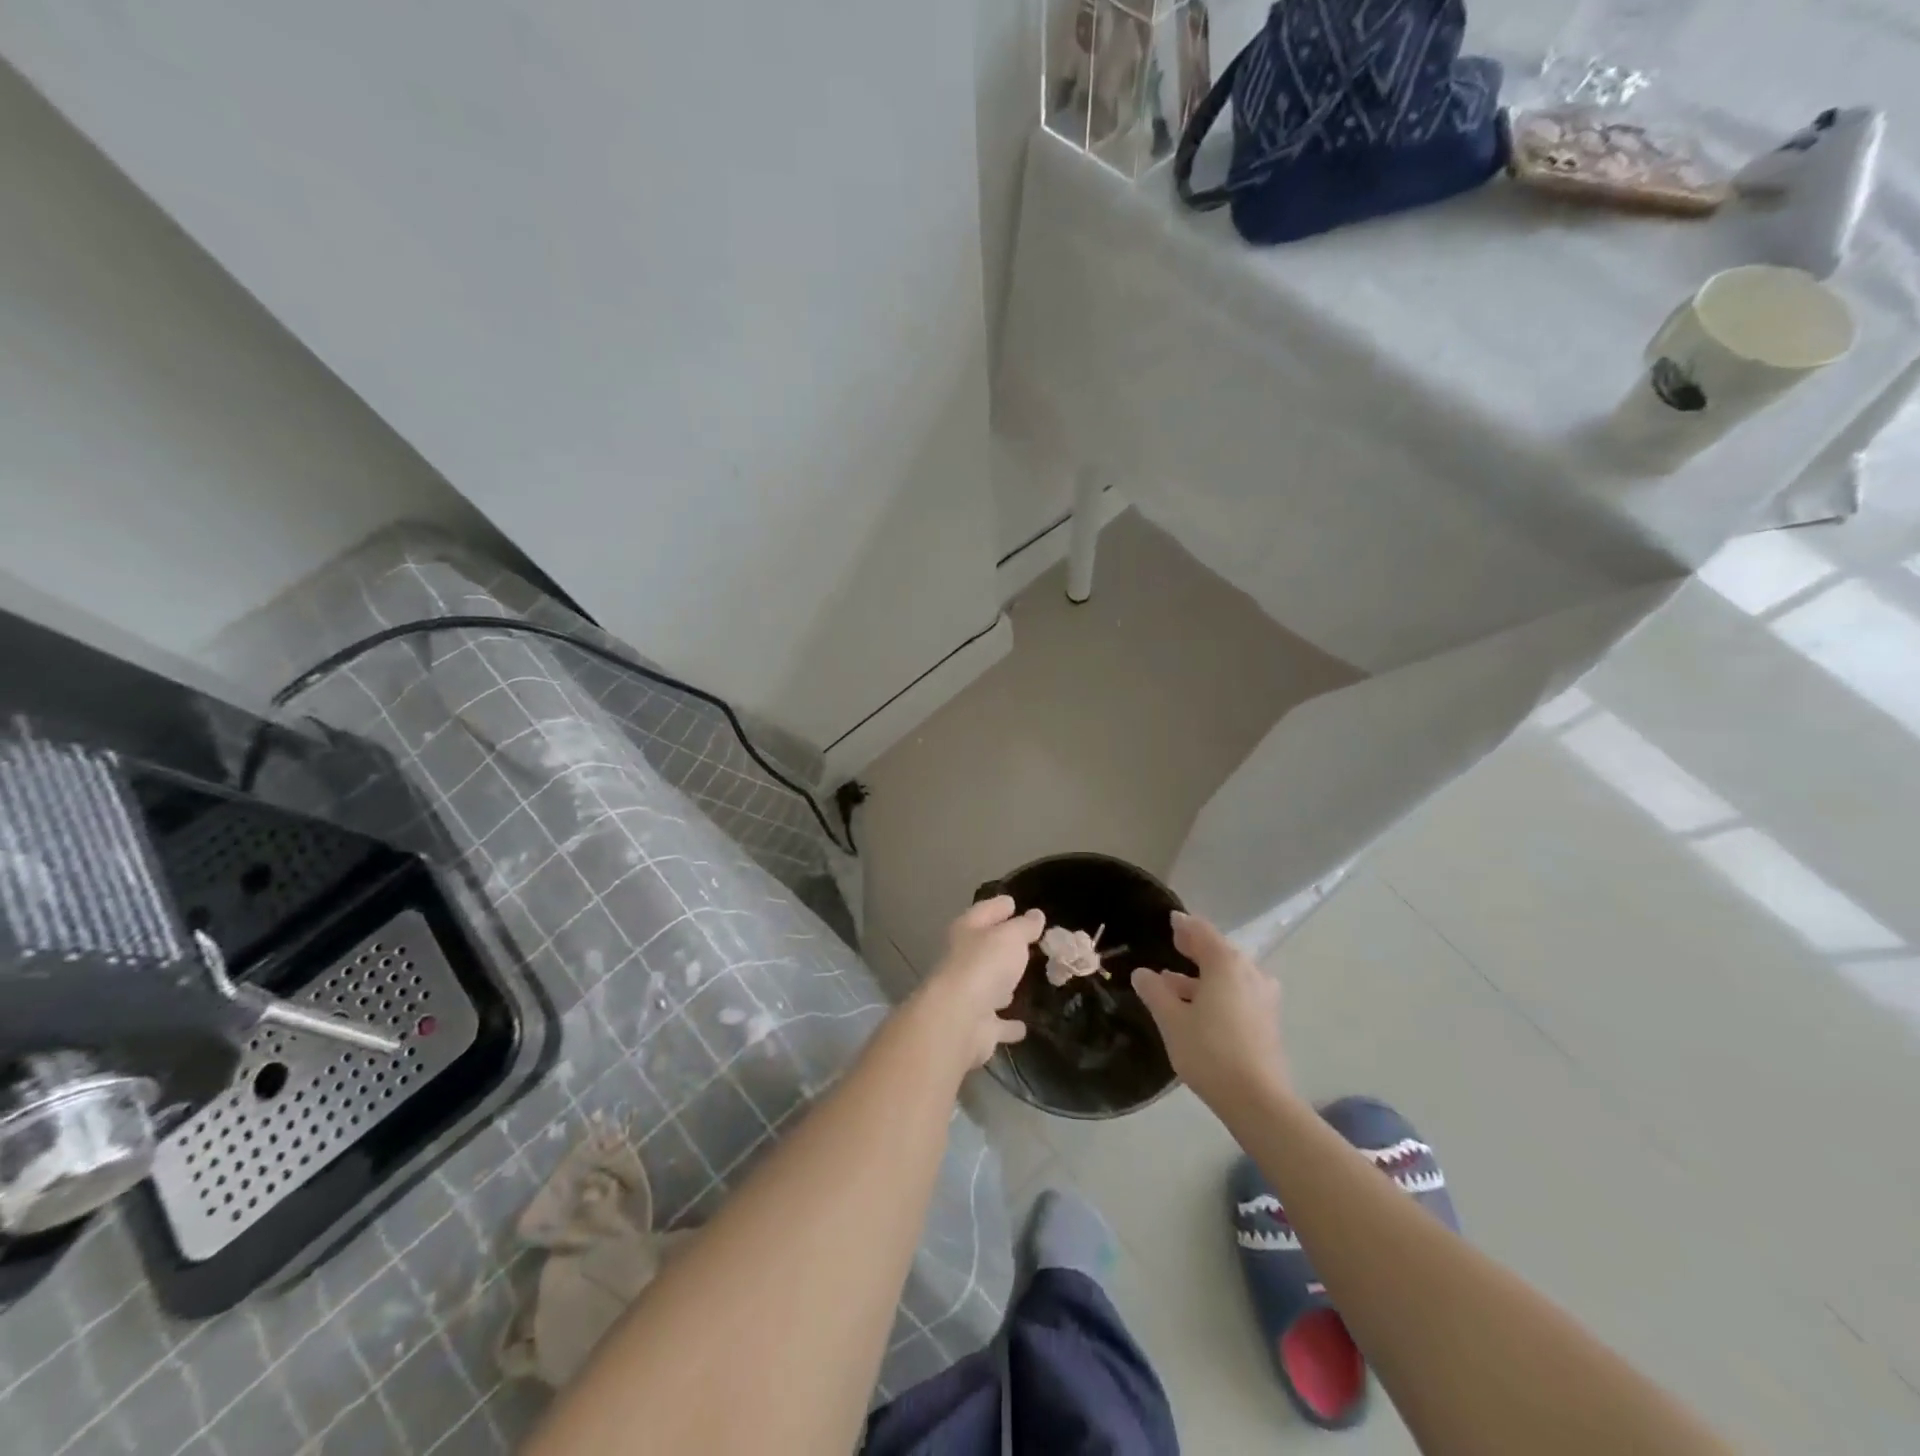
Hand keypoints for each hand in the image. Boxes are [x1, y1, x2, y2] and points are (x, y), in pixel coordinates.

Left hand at [913, 896, 1044, 1068]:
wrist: (959, 1020)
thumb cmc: (984, 965)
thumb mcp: (1011, 937)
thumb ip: (1024, 926)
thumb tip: (1035, 914)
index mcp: (966, 931)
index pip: (985, 911)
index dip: (999, 905)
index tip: (1013, 902)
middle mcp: (963, 960)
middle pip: (985, 948)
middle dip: (1004, 945)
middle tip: (1030, 942)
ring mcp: (968, 994)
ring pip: (990, 985)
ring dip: (1004, 984)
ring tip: (1028, 979)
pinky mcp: (977, 1026)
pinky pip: (998, 1023)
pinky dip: (1008, 1024)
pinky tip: (1023, 1026)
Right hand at [1133, 912, 1289, 1111]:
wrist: (1258, 1100)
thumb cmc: (1209, 1051)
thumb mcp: (1171, 1020)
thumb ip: (1155, 992)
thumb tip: (1142, 973)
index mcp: (1226, 964)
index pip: (1202, 932)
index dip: (1184, 925)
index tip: (1171, 920)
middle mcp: (1250, 972)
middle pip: (1219, 951)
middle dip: (1195, 949)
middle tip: (1174, 945)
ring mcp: (1263, 997)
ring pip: (1229, 975)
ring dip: (1203, 975)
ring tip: (1174, 983)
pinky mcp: (1267, 1020)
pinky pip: (1238, 992)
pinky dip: (1218, 991)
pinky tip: (1198, 1007)